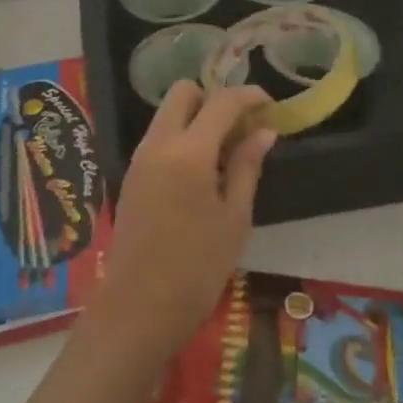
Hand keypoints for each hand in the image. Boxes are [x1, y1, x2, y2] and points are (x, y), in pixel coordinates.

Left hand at [91, 82, 276, 359]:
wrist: (138, 309)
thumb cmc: (197, 268)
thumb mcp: (234, 218)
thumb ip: (247, 167)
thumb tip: (264, 132)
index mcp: (188, 152)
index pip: (220, 102)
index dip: (248, 96)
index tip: (270, 104)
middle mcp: (158, 144)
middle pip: (183, 93)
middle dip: (214, 98)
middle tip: (241, 126)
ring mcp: (140, 158)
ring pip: (168, 114)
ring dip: (197, 117)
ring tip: (228, 150)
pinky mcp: (132, 175)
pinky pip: (159, 137)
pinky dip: (182, 136)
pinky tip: (204, 169)